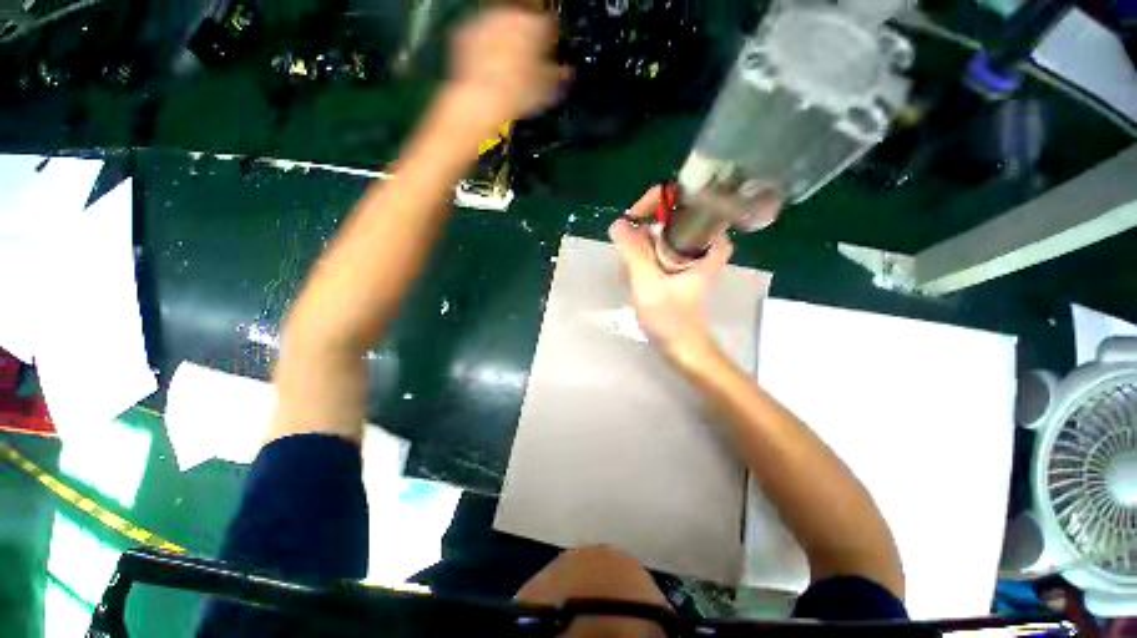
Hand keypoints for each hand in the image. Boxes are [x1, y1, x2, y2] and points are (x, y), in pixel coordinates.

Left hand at [448, 8, 563, 124]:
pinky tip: (484, 61)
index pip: (549, 21)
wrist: (478, 101)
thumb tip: (566, 71)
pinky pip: (477, 34)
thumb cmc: (518, 92)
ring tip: (504, 58)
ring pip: (498, 23)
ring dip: (502, 35)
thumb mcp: (552, 84)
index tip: (547, 48)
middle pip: (522, 18)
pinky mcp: (462, 33)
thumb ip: (562, 71)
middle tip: (525, 53)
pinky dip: (480, 43)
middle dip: (524, 33)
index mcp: (538, 22)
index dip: (549, 36)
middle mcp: (511, 15)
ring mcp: (485, 21)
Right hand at [609, 187, 733, 360]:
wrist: (682, 348)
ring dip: (650, 230)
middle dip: (652, 216)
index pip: (690, 203)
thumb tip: (618, 223)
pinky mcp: (687, 268)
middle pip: (680, 213)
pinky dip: (653, 244)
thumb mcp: (648, 282)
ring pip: (673, 229)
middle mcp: (707, 246)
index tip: (639, 215)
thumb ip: (634, 250)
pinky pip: (669, 243)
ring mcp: (697, 257)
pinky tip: (638, 257)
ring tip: (630, 241)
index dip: (662, 201)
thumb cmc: (671, 317)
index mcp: (708, 245)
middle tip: (631, 227)